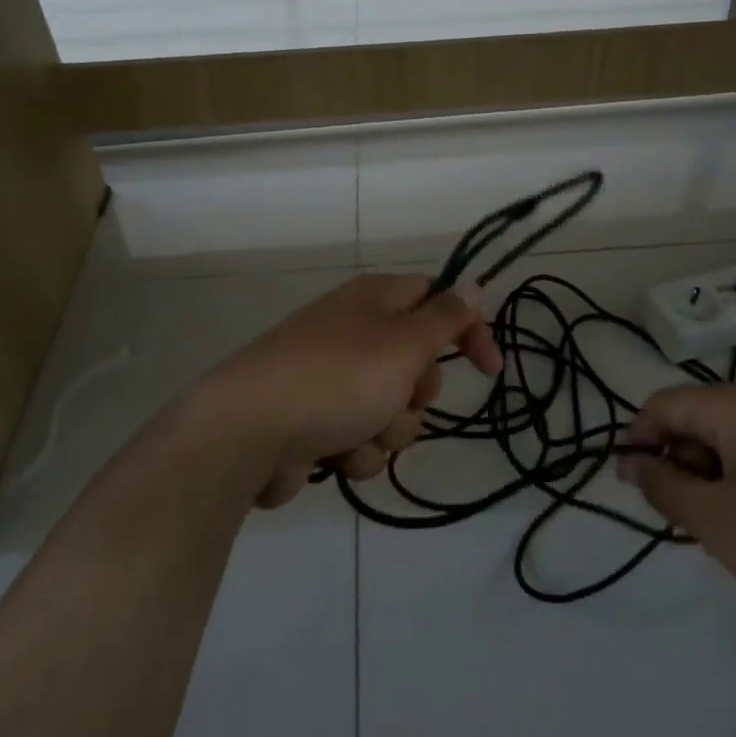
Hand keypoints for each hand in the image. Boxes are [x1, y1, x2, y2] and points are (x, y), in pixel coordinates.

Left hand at [198, 273, 502, 508]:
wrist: (246, 433)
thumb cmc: (336, 380)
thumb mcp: (403, 344)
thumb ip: (444, 317)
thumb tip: (472, 282)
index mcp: (374, 300)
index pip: (436, 299)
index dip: (467, 330)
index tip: (489, 371)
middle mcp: (354, 332)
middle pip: (416, 363)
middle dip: (417, 394)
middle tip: (398, 397)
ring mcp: (332, 379)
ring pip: (392, 410)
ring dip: (387, 430)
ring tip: (357, 433)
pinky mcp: (315, 421)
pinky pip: (361, 438)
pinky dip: (355, 450)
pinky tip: (332, 454)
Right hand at [620, 383, 735, 658]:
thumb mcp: (718, 524)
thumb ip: (664, 487)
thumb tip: (634, 461)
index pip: (668, 403)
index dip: (638, 437)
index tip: (628, 483)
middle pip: (706, 415)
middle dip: (681, 458)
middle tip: (682, 516)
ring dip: (717, 471)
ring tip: (726, 528)